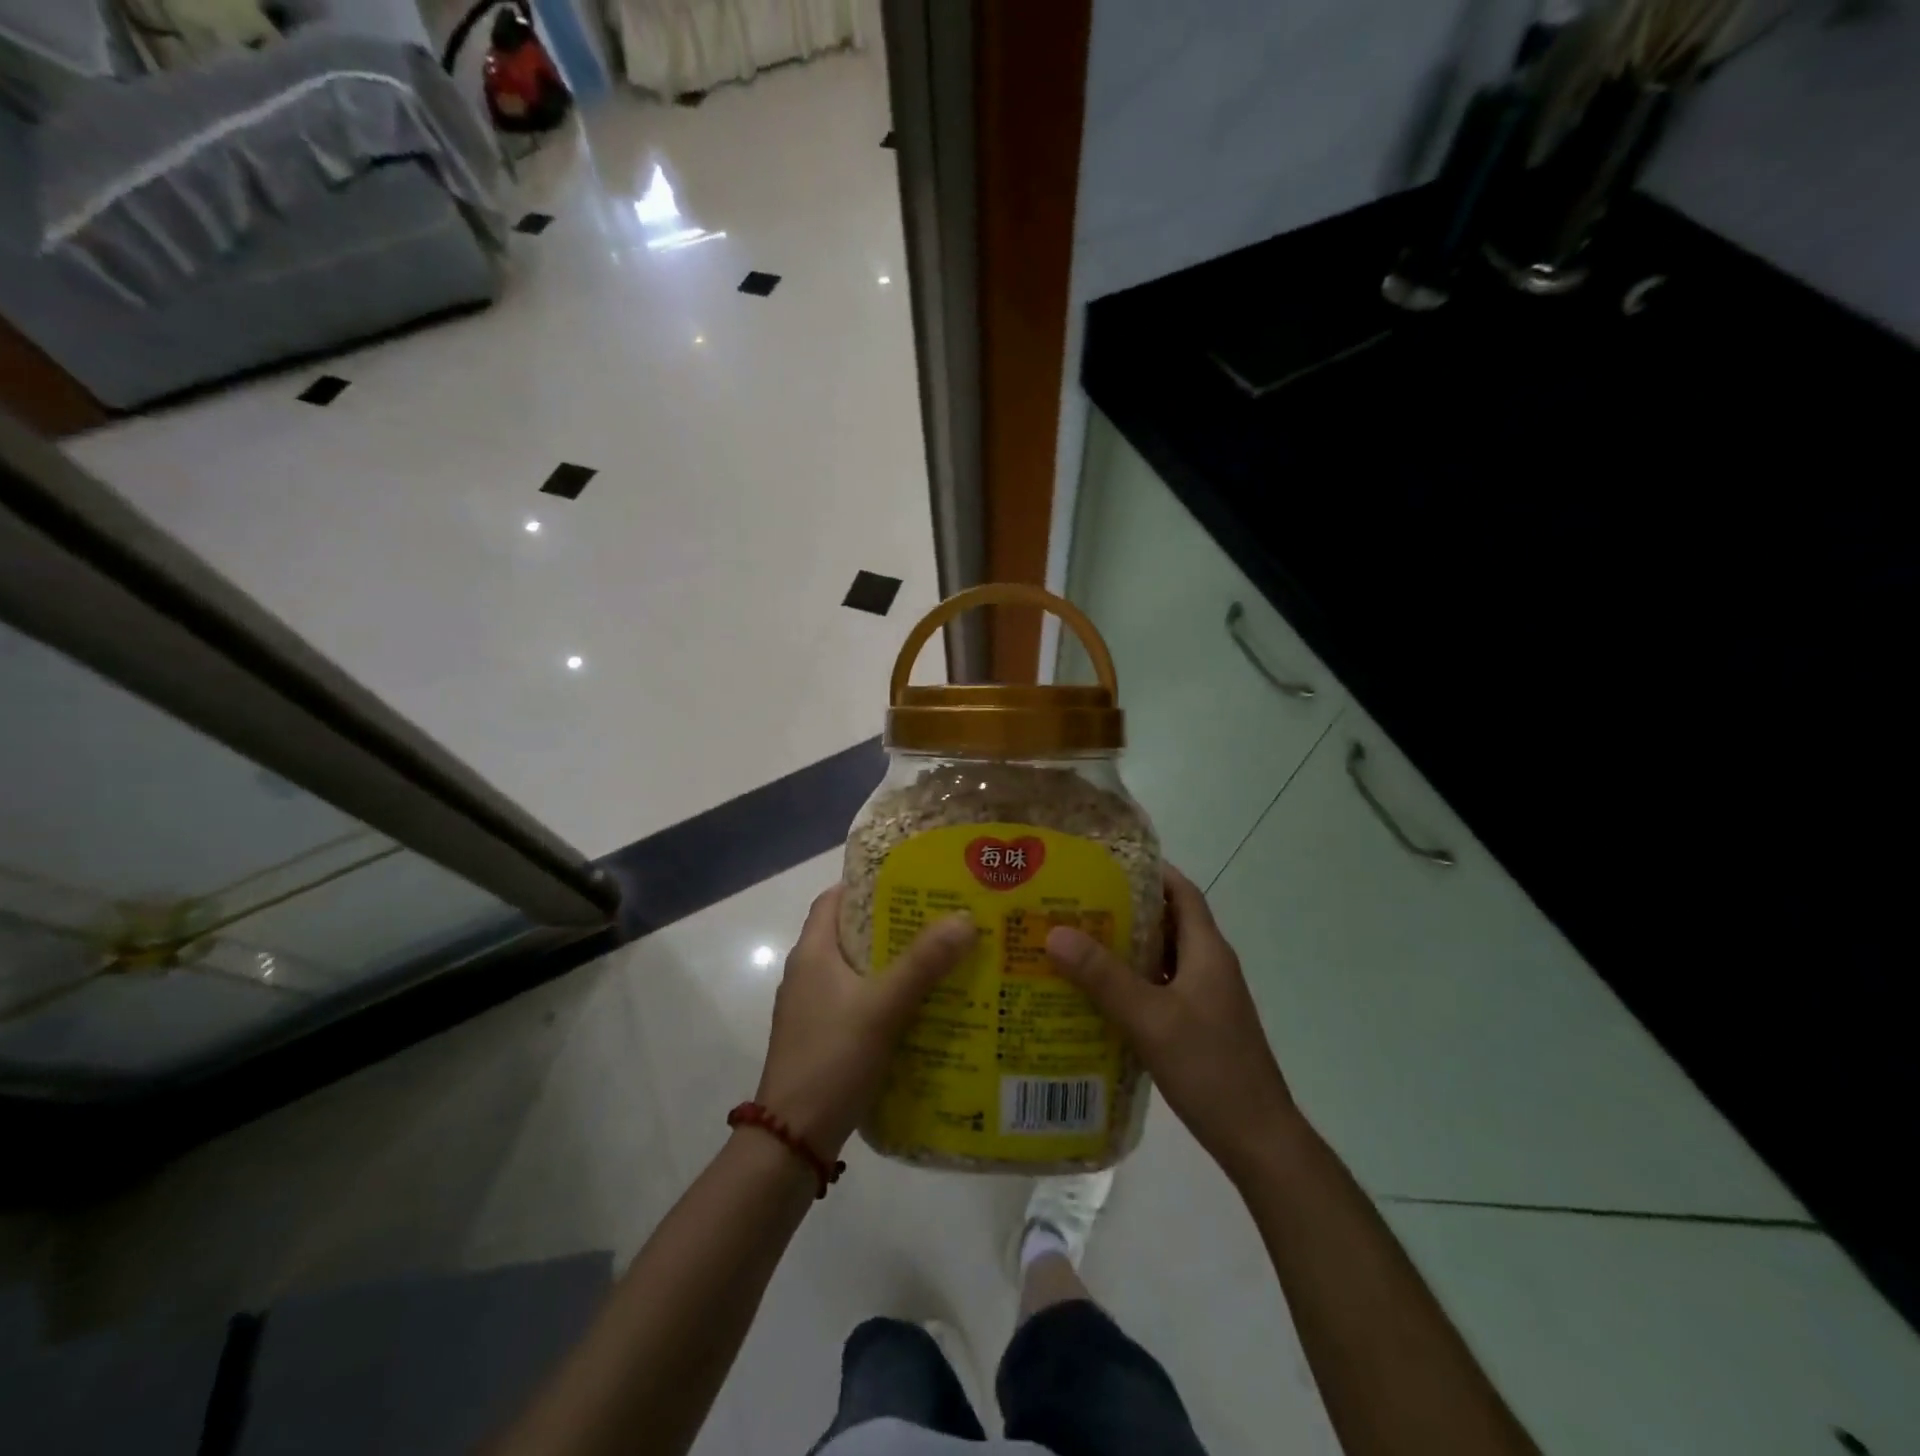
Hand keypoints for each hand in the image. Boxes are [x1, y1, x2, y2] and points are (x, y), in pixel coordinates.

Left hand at [755, 885, 976, 1156]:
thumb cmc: (832, 1059)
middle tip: (943, 918)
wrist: (792, 1140)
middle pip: (853, 933)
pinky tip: (924, 1007)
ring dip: (895, 963)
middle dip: (895, 924)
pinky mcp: (824, 1037)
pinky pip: (860, 1002)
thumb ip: (923, 963)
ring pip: (860, 970)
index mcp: (812, 953)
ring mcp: (813, 1008)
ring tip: (943, 958)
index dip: (869, 884)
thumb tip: (965, 918)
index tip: (912, 880)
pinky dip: (889, 996)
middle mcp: (808, 973)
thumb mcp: (882, 1006)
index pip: (835, 898)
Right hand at [1046, 865, 1295, 1180]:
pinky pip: (1161, 988)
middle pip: (1168, 922)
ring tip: (1077, 942)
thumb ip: (1103, 977)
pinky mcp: (1199, 1025)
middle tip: (1076, 903)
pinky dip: (1132, 982)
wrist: (1258, 1139)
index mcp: (1207, 952)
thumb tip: (1055, 933)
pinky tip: (1098, 995)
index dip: (1150, 871)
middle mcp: (1209, 966)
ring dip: (1126, 948)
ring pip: (1162, 958)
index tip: (1106, 862)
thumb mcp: (1150, 1019)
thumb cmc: (1209, 1068)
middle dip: (1125, 909)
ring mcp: (1206, 998)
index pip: (1182, 893)